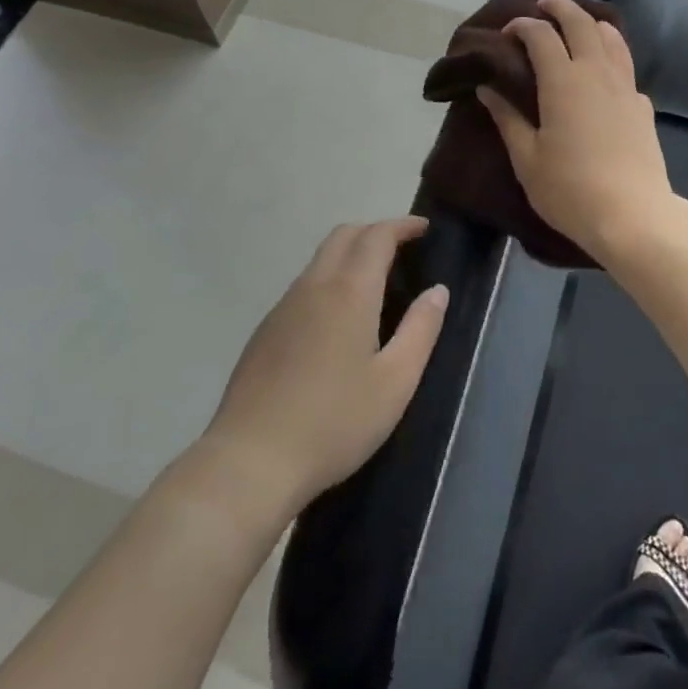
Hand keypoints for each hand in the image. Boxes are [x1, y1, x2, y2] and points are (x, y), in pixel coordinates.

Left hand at [194, 218, 446, 521]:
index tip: (424, 229)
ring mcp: (283, 307)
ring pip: (320, 259)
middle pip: (344, 235)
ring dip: (350, 254)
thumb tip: (437, 291)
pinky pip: (303, 286)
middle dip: (375, 232)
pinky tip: (337, 319)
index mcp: (349, 291)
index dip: (402, 225)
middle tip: (403, 250)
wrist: (249, 463)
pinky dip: (329, 279)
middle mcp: (314, 286)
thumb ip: (420, 330)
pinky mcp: (264, 331)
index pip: (377, 236)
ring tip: (375, 282)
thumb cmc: (333, 423)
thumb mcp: (394, 383)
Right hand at [477, 0, 676, 262]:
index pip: (541, 35)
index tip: (508, 32)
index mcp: (563, 81)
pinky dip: (611, 56)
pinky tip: (603, 74)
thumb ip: (507, 118)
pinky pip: (626, 67)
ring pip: (612, 38)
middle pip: (581, 22)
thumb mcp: (527, 158)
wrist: (633, 216)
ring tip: (578, 26)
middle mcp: (596, 72)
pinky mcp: (642, 106)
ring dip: (592, 23)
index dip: (522, 26)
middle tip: (543, 7)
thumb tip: (487, 88)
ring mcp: (625, 87)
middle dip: (560, 7)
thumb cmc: (570, 190)